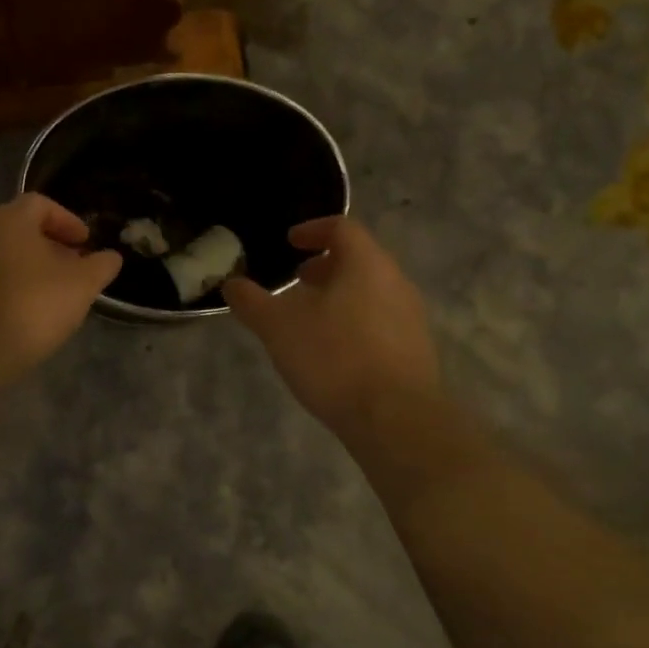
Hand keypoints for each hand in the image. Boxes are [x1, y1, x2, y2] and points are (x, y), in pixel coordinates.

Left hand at [0, 193, 121, 372]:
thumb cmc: (36, 301)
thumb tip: (112, 256)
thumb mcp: (83, 283)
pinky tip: (34, 306)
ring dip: (34, 265)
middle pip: (23, 228)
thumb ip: (101, 265)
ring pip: (8, 253)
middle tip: (75, 265)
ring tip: (58, 289)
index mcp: (11, 218)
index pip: (41, 204)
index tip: (86, 243)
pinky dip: (16, 282)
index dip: (68, 220)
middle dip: (53, 244)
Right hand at [224, 216, 439, 433]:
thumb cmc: (334, 358)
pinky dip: (355, 321)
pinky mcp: (417, 351)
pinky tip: (334, 351)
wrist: (396, 419)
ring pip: (372, 291)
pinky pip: (382, 321)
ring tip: (311, 318)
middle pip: (360, 260)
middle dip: (326, 266)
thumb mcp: (277, 327)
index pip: (342, 228)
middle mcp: (396, 282)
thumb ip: (251, 301)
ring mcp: (411, 318)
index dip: (312, 230)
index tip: (290, 242)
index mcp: (366, 264)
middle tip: (298, 280)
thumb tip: (231, 284)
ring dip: (340, 295)